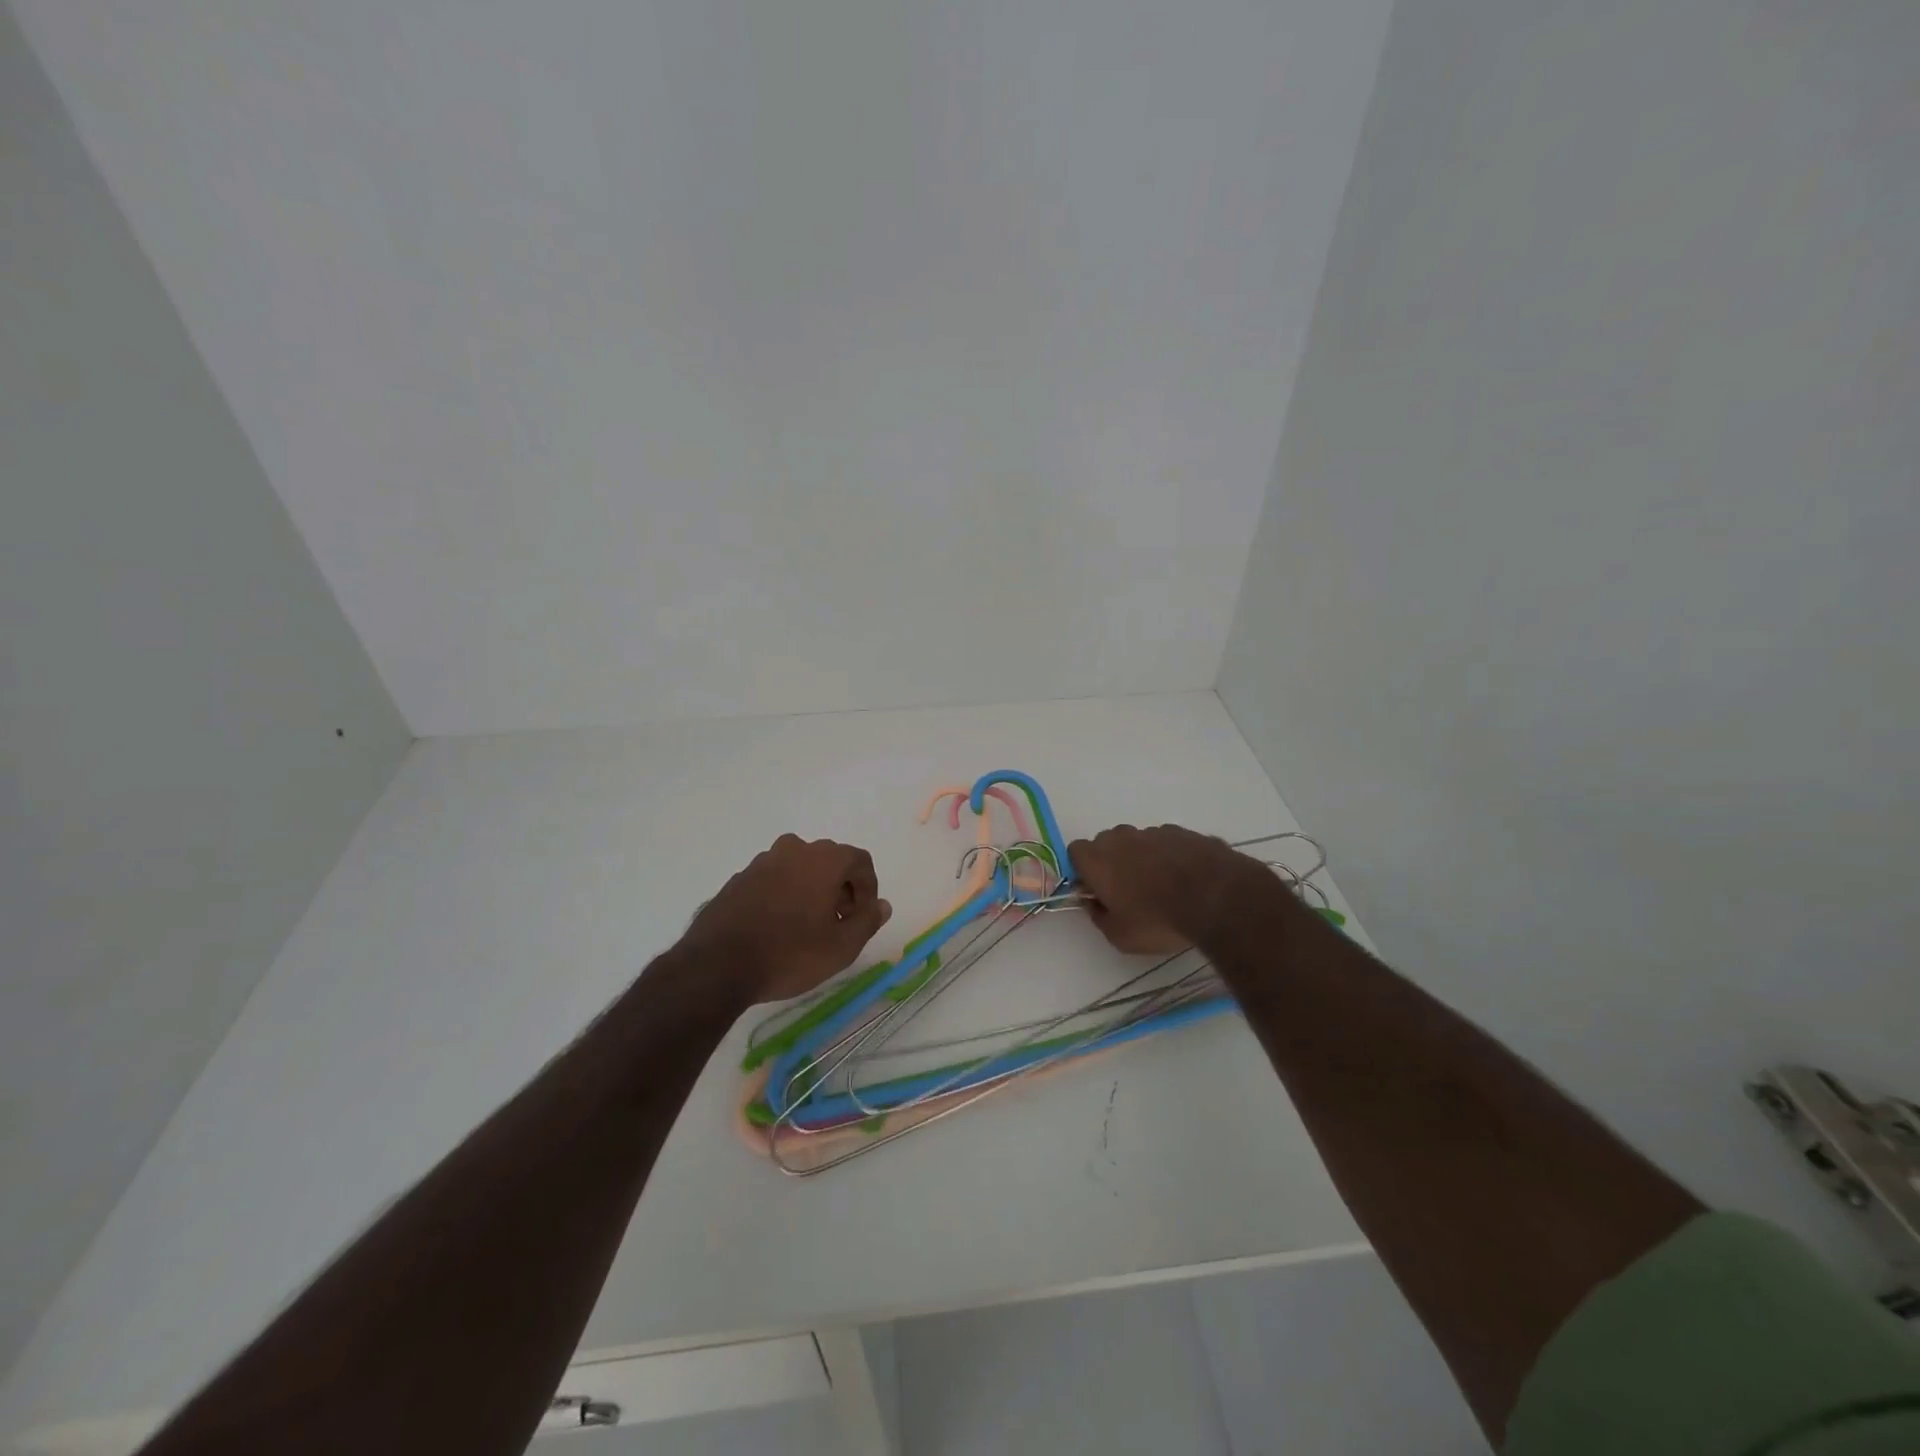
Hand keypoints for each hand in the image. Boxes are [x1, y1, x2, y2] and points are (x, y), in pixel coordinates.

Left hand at [688, 835, 892, 1002]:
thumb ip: (868, 921)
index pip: (860, 861)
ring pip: (800, 868)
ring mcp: (762, 862)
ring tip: (808, 927)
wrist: (717, 965)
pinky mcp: (739, 878)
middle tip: (839, 923)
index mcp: (824, 859)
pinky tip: (778, 927)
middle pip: (830, 861)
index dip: (868, 888)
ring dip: (812, 890)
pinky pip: (774, 879)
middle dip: (841, 888)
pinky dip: (785, 895)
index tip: (863, 917)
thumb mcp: (841, 947)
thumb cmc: (789, 954)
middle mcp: (794, 849)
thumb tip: (882, 905)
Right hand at [1069, 824, 1262, 955]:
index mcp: (1097, 859)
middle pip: (1107, 843)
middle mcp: (1121, 837)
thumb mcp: (1120, 937)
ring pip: (1138, 842)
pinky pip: (1167, 843)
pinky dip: (1170, 857)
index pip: (1075, 852)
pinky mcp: (1183, 832)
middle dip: (1113, 862)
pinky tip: (1186, 879)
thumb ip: (1099, 917)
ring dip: (1143, 858)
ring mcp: (1153, 831)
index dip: (1084, 870)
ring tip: (1163, 887)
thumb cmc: (1158, 920)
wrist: (1216, 898)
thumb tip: (1094, 904)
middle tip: (1128, 891)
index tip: (1097, 890)